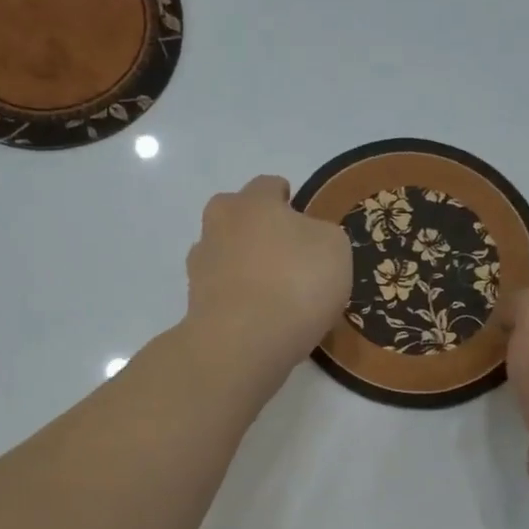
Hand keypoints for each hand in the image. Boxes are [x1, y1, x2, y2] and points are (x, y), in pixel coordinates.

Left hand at [184, 175, 351, 388]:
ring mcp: (200, 265)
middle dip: (254, 228)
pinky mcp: (194, 303)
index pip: (268, 186)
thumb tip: (306, 239)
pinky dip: (235, 299)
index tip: (300, 218)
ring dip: (241, 265)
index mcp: (252, 202)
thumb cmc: (296, 282)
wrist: (243, 342)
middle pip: (235, 216)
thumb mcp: (334, 249)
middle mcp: (219, 225)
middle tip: (282, 253)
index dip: (287, 199)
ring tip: (270, 292)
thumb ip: (321, 235)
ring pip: (223, 254)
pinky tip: (257, 318)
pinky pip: (220, 291)